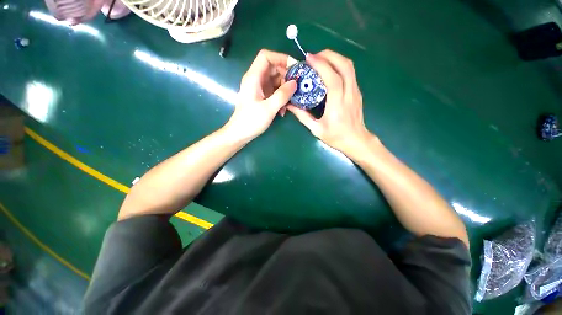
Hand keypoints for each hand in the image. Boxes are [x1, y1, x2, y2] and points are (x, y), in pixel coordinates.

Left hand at [225, 50, 296, 141]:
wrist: (240, 134)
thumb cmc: (251, 121)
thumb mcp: (269, 109)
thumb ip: (282, 95)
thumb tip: (295, 83)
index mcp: (253, 78)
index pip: (266, 57)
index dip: (281, 58)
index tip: (294, 68)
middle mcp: (256, 80)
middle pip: (273, 68)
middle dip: (286, 75)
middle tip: (297, 86)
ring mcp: (259, 89)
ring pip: (275, 80)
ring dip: (285, 88)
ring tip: (291, 100)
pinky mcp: (261, 97)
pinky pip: (274, 91)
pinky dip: (281, 97)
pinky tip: (283, 109)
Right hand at [287, 50, 373, 155]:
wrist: (356, 141)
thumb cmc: (336, 137)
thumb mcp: (316, 129)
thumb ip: (302, 116)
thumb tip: (290, 105)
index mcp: (338, 104)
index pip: (332, 78)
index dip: (321, 65)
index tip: (309, 58)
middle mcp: (349, 94)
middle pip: (345, 65)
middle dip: (329, 55)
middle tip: (314, 57)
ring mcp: (355, 91)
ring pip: (349, 66)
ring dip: (335, 58)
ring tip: (320, 60)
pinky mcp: (357, 92)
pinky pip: (350, 72)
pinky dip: (339, 65)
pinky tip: (329, 70)